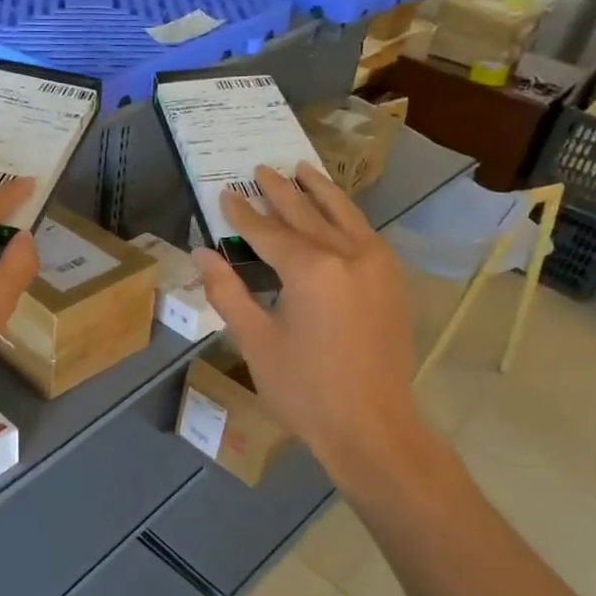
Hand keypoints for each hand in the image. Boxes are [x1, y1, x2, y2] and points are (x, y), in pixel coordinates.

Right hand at [190, 164, 425, 494]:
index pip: (268, 232)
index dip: (243, 213)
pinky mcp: (392, 281)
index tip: (225, 193)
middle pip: (307, 214)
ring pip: (344, 215)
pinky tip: (338, 211)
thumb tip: (202, 253)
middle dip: (280, 192)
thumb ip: (227, 292)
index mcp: (312, 270)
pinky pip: (365, 234)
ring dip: (320, 191)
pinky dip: (346, 215)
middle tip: (260, 169)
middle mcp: (349, 255)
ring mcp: (378, 265)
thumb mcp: (255, 341)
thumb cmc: (305, 390)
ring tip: (302, 168)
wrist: (373, 427)